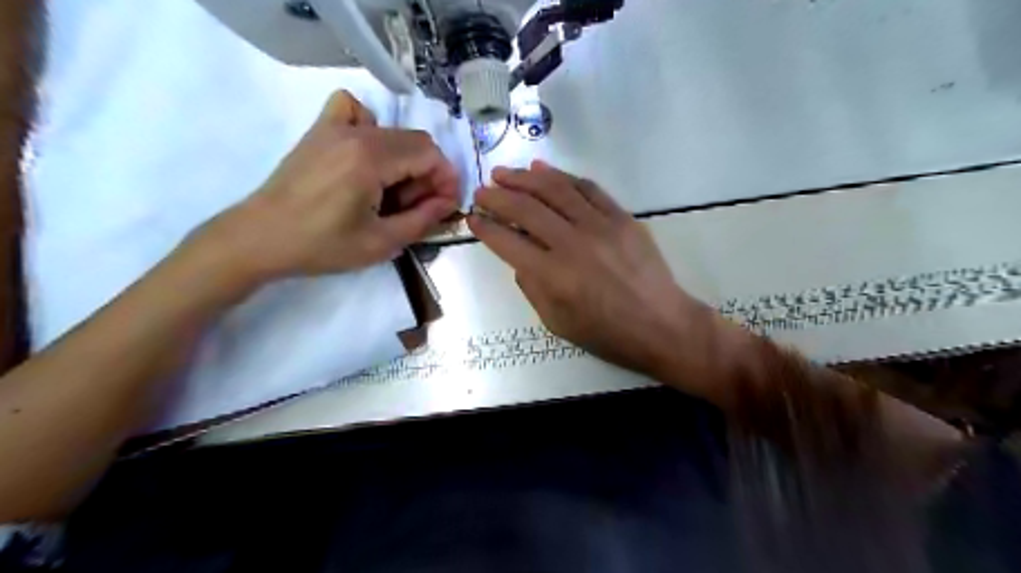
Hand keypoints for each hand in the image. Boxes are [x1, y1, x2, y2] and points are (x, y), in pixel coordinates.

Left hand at [194, 90, 463, 284]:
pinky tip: (366, 156)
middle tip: (418, 206)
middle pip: (415, 140)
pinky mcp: (319, 131)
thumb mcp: (381, 243)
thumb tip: (448, 202)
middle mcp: (355, 133)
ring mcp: (333, 126)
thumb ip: (422, 219)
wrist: (260, 238)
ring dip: (405, 159)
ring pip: (392, 131)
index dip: (446, 179)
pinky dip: (370, 128)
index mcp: (371, 158)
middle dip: (428, 173)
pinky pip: (353, 111)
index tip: (445, 206)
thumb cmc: (322, 246)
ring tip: (392, 191)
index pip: (429, 154)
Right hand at [470, 162, 715, 378]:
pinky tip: (543, 170)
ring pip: (554, 189)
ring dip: (524, 178)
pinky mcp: (620, 217)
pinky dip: (562, 176)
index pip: (507, 241)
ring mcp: (599, 225)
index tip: (472, 218)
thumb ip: (532, 287)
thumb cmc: (607, 333)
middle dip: (497, 197)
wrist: (661, 324)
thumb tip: (520, 258)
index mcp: (552, 275)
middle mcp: (572, 243)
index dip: (485, 228)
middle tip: (481, 191)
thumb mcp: (557, 322)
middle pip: (526, 208)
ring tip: (504, 173)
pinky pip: (587, 188)